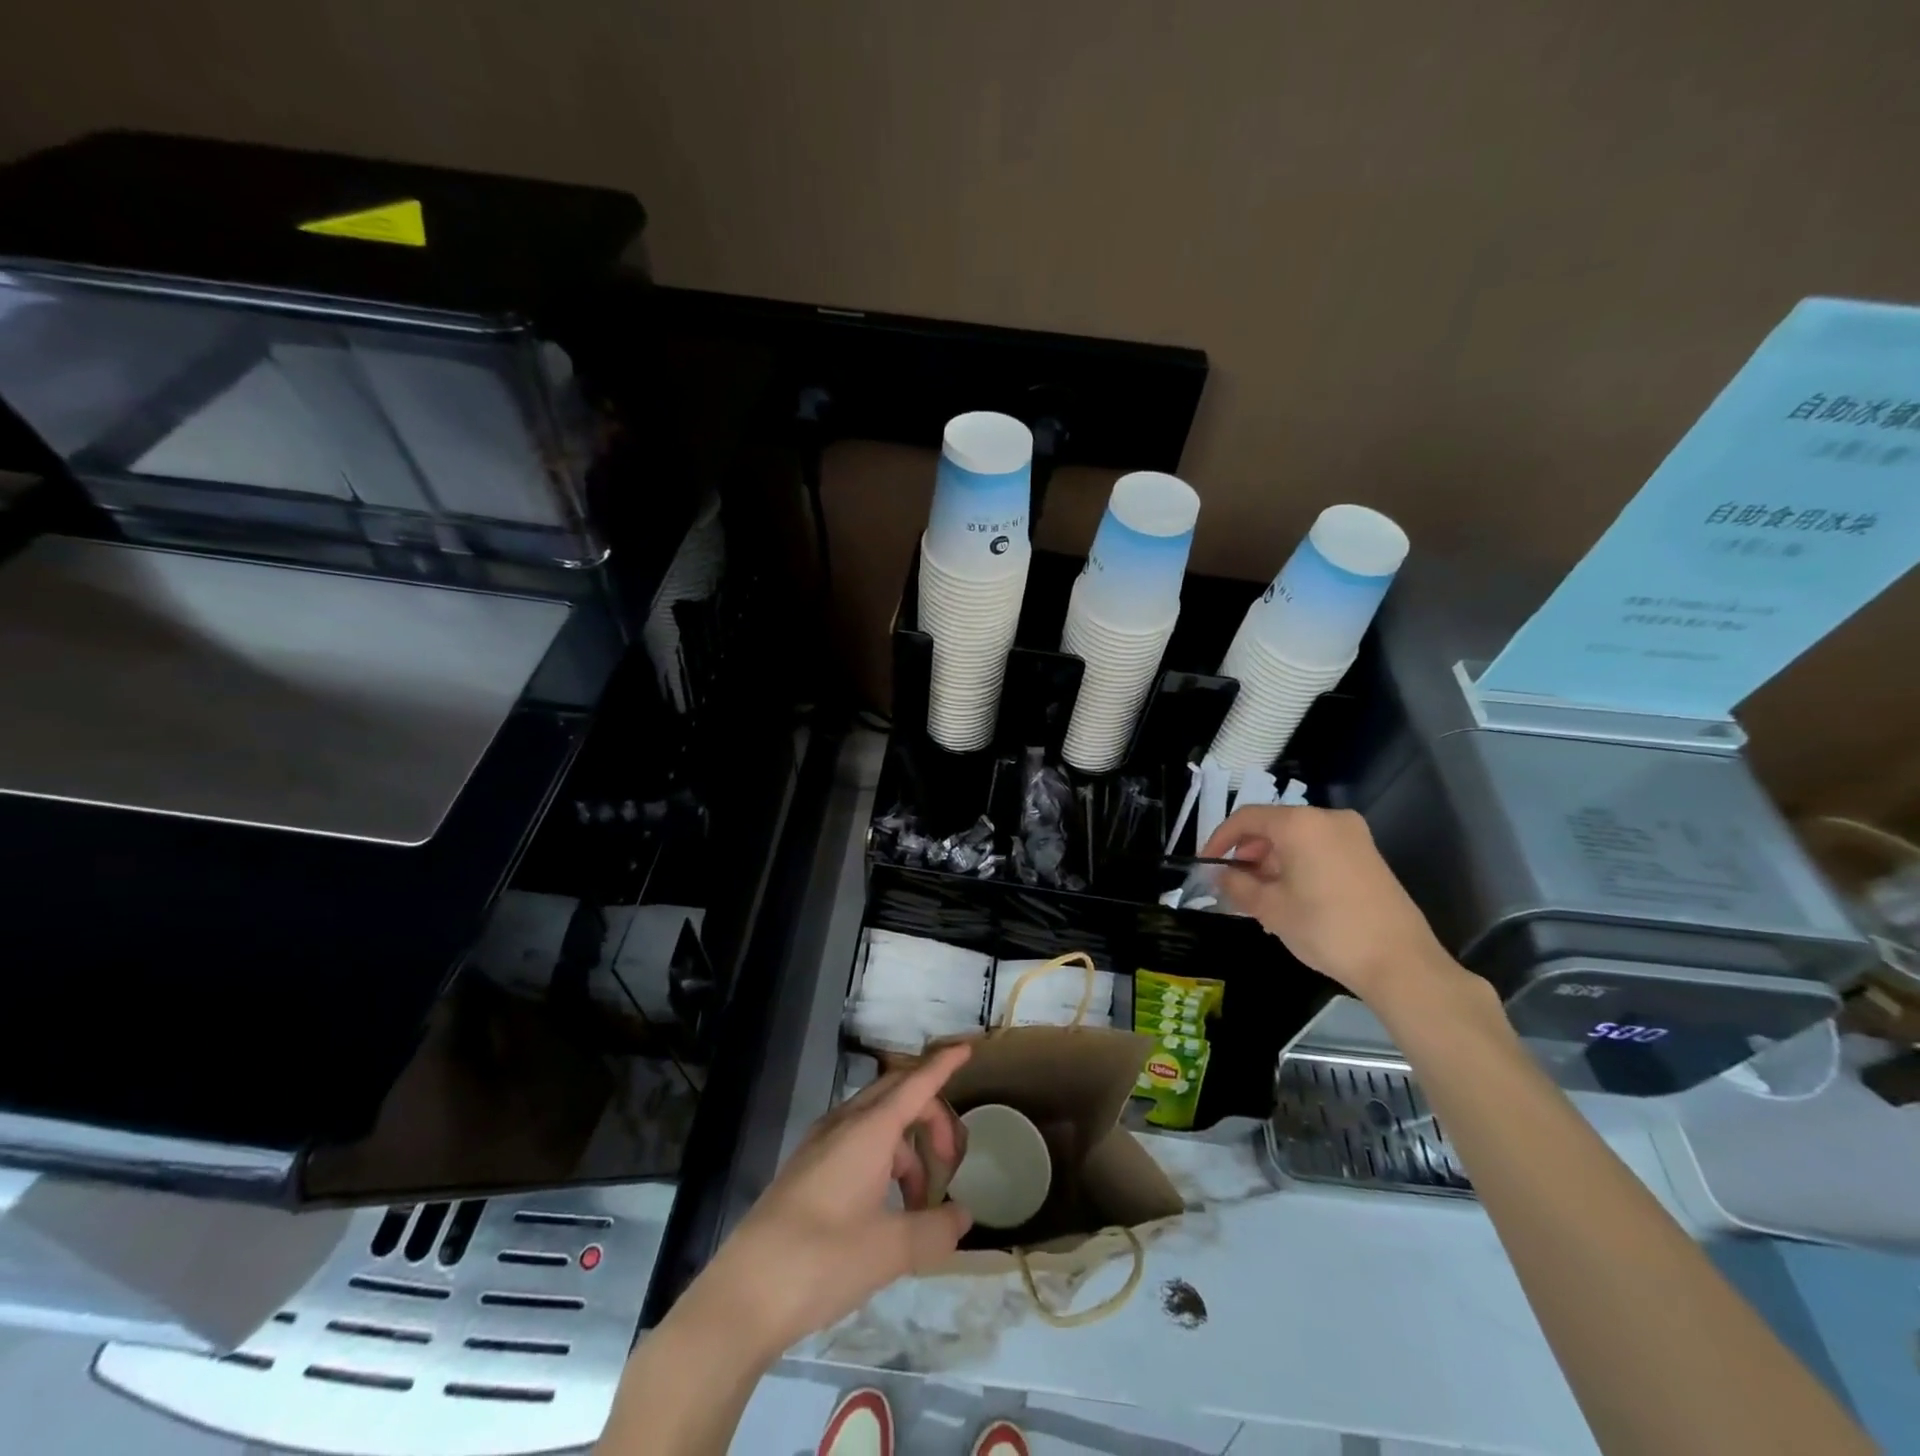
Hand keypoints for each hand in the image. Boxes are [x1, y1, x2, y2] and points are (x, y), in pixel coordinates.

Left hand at [689, 1044, 973, 1359]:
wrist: (743, 1295)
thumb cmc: (822, 1261)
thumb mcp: (890, 1250)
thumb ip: (935, 1229)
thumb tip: (962, 1216)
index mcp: (869, 1131)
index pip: (916, 1083)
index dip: (943, 1065)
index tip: (968, 1048)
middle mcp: (844, 1124)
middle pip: (899, 1096)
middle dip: (931, 1117)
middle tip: (951, 1159)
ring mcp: (821, 1144)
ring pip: (878, 1123)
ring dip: (907, 1150)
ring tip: (919, 1206)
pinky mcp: (807, 1168)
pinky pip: (857, 1143)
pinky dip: (883, 1161)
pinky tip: (885, 1208)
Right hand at [1202, 805, 1455, 1006]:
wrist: (1400, 962)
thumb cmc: (1326, 929)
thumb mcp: (1271, 909)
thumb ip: (1237, 885)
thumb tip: (1220, 875)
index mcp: (1300, 824)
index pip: (1246, 818)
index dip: (1220, 839)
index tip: (1207, 864)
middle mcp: (1328, 819)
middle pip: (1274, 826)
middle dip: (1248, 853)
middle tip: (1234, 884)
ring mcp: (1353, 836)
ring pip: (1297, 839)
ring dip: (1272, 861)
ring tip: (1261, 897)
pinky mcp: (1368, 855)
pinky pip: (1319, 849)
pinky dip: (1297, 865)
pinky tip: (1291, 898)